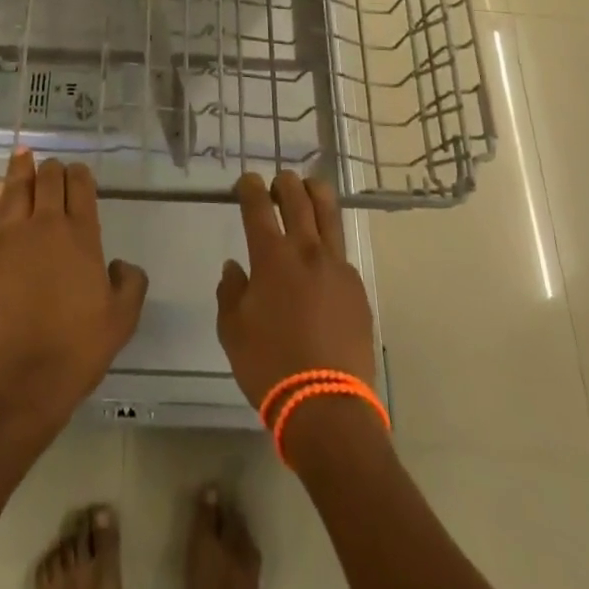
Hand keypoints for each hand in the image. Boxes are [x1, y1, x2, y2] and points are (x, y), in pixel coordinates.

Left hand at [0, 150, 148, 435]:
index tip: (80, 173)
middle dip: (53, 169)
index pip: (81, 188)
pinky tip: (0, 189)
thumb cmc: (78, 349)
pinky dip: (0, 196)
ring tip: (22, 154)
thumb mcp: (122, 320)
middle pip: (48, 181)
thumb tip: (120, 265)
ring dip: (21, 170)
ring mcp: (16, 239)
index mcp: (82, 236)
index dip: (80, 175)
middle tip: (54, 167)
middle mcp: (48, 227)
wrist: (23, 379)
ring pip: (18, 189)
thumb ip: (130, 284)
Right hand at [216, 171, 376, 408]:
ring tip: (307, 191)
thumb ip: (230, 292)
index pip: (258, 205)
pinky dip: (328, 241)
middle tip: (277, 184)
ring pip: (328, 213)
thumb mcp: (232, 330)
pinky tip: (321, 256)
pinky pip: (341, 252)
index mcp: (271, 257)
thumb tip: (235, 268)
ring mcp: (336, 266)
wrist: (326, 406)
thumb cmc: (269, 365)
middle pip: (298, 198)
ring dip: (315, 195)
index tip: (246, 182)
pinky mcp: (357, 287)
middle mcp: (306, 250)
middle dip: (284, 183)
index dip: (250, 187)